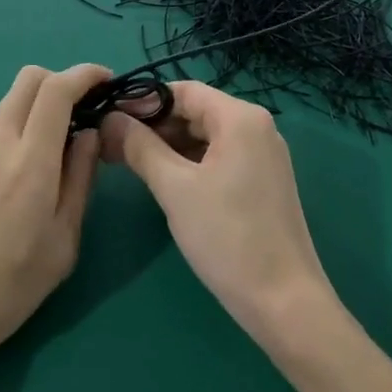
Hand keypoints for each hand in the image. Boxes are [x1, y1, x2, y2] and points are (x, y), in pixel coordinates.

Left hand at [0, 63, 108, 381]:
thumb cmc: (7, 288)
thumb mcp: (62, 243)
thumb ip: (79, 181)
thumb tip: (89, 136)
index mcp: (30, 161)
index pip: (56, 89)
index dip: (85, 74)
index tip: (107, 82)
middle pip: (28, 80)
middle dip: (62, 81)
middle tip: (86, 109)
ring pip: (9, 103)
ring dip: (39, 105)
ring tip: (60, 143)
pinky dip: (19, 127)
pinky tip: (27, 168)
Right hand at [99, 81, 335, 346]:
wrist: (283, 301)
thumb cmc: (227, 237)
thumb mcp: (175, 188)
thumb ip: (140, 147)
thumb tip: (109, 119)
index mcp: (240, 118)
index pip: (182, 90)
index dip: (142, 102)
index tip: (107, 120)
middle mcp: (257, 128)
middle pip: (195, 111)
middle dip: (152, 125)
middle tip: (110, 145)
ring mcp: (263, 156)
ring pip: (205, 136)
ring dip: (167, 145)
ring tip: (127, 163)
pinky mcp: (262, 182)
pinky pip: (219, 158)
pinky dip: (188, 163)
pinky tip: (162, 181)